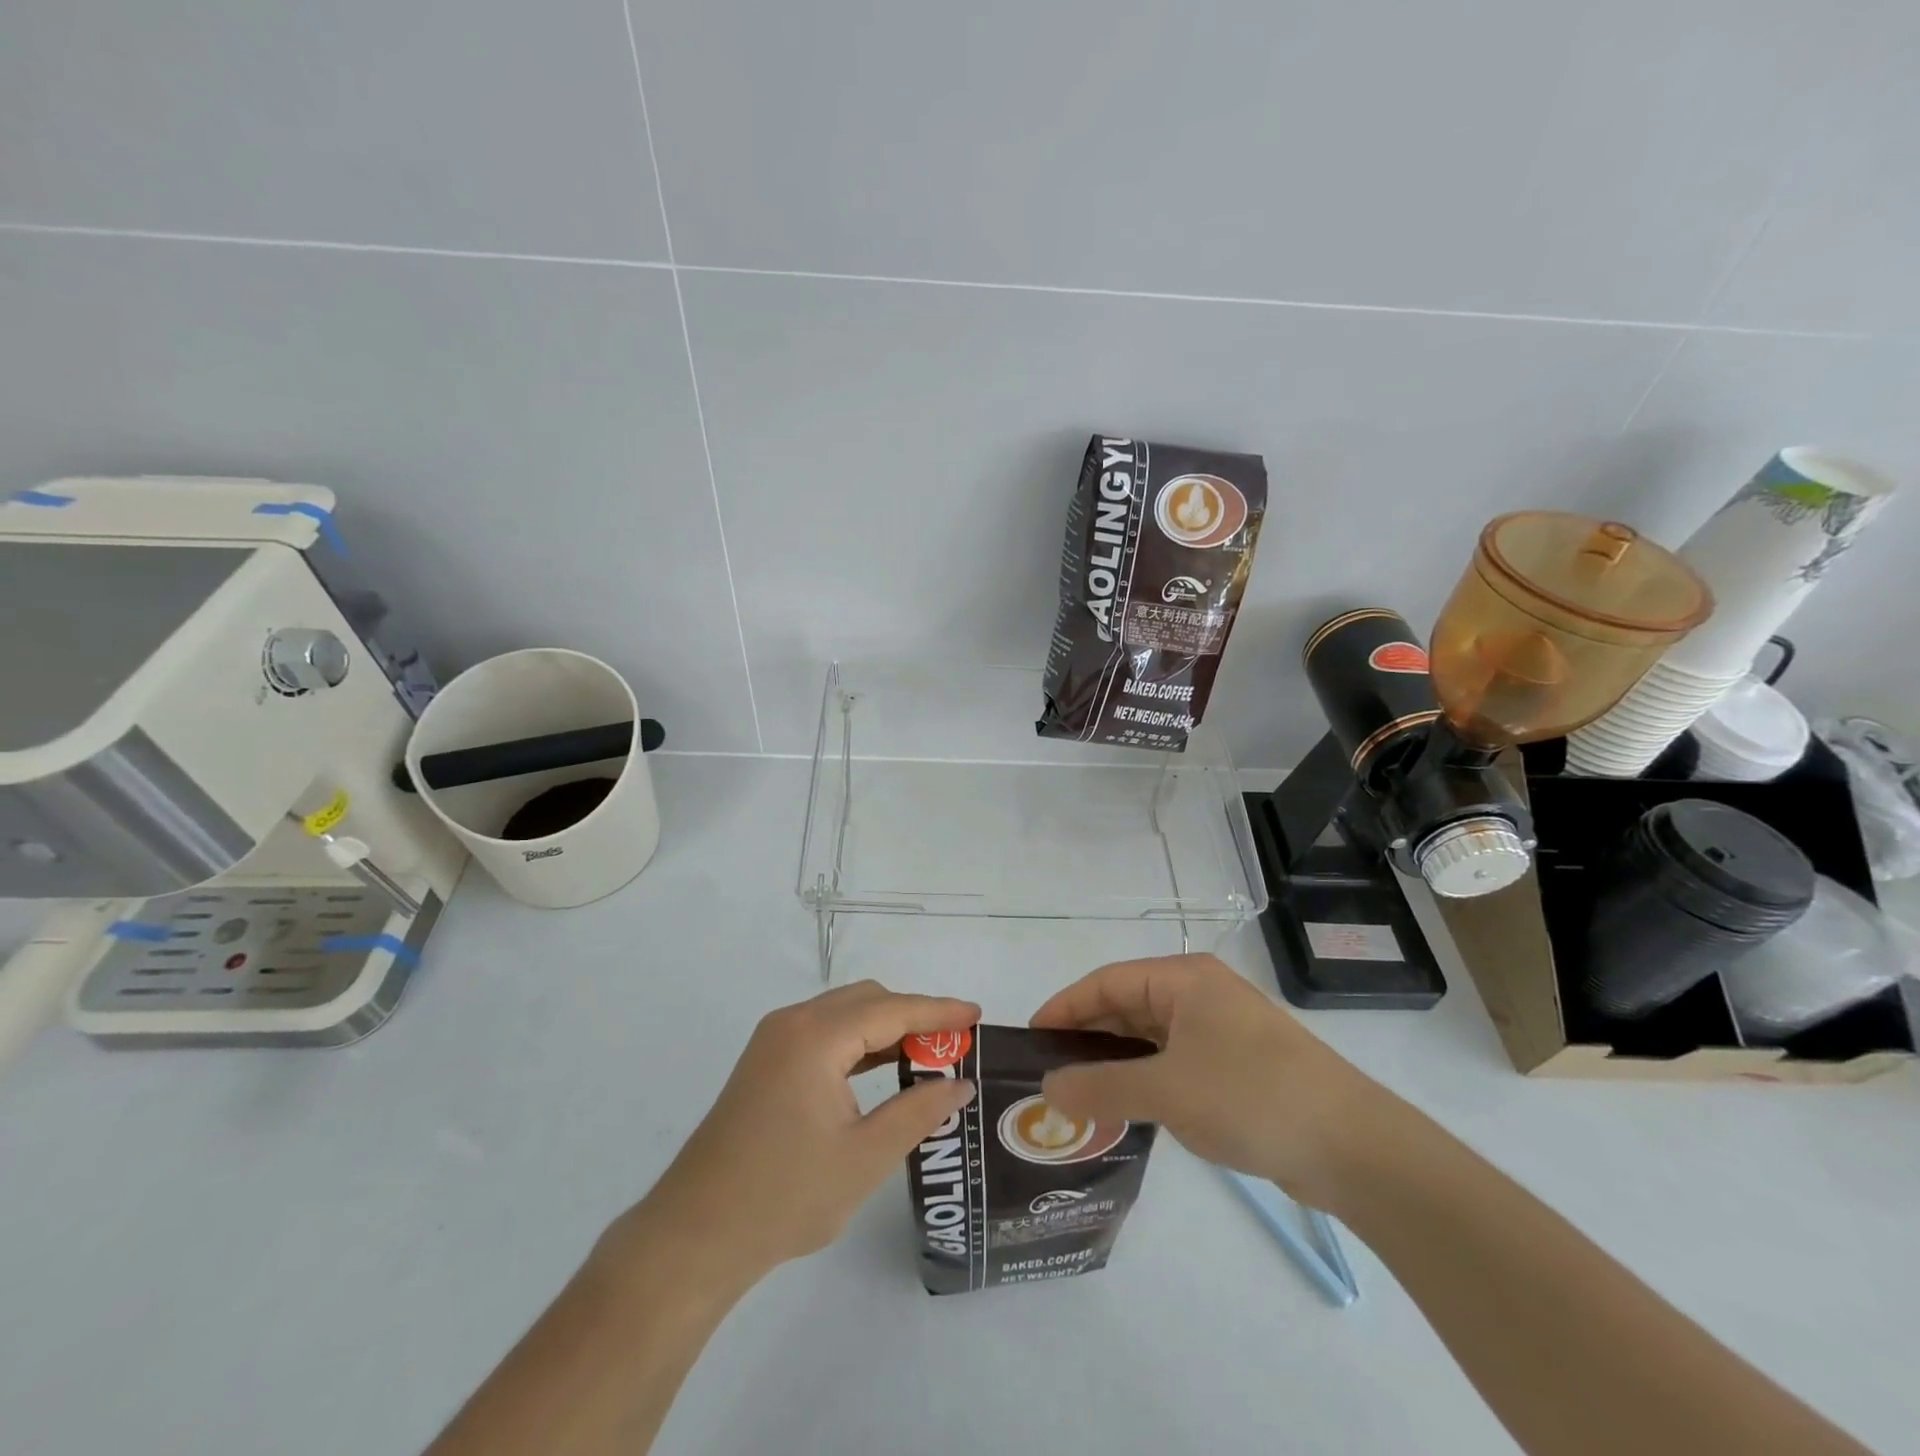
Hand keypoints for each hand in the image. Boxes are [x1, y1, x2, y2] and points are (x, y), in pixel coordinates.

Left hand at [612, 981, 979, 1286]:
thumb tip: (961, 1084)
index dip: (938, 1011)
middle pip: (867, 1001)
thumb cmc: (784, 1197)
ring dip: (887, 1028)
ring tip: (930, 1055)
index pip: (891, 1009)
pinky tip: (885, 1068)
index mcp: (815, 1037)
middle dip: (914, 1016)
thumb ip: (918, 1112)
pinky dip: (860, 1044)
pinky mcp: (766, 1063)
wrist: (694, 1236)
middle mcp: (792, 1023)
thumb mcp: (864, 1157)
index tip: (977, 1014)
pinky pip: (825, 1034)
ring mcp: (774, 1041)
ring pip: (845, 1015)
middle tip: (956, 1045)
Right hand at [1030, 953, 1379, 1206]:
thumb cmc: (1252, 1097)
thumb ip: (1101, 1087)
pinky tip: (1124, 1108)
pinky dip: (1144, 1079)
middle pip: (1126, 1006)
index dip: (1064, 1008)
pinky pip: (1172, 1062)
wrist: (1354, 1147)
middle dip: (1086, 1038)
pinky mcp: (1234, 1065)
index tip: (1030, 1039)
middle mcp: (1198, 994)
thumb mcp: (1167, 1091)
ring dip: (1114, 1063)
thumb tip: (1047, 1087)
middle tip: (1047, 1073)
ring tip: (1077, 1095)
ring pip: (1149, 1037)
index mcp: (1183, 979)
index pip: (1106, 983)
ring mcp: (1219, 1030)